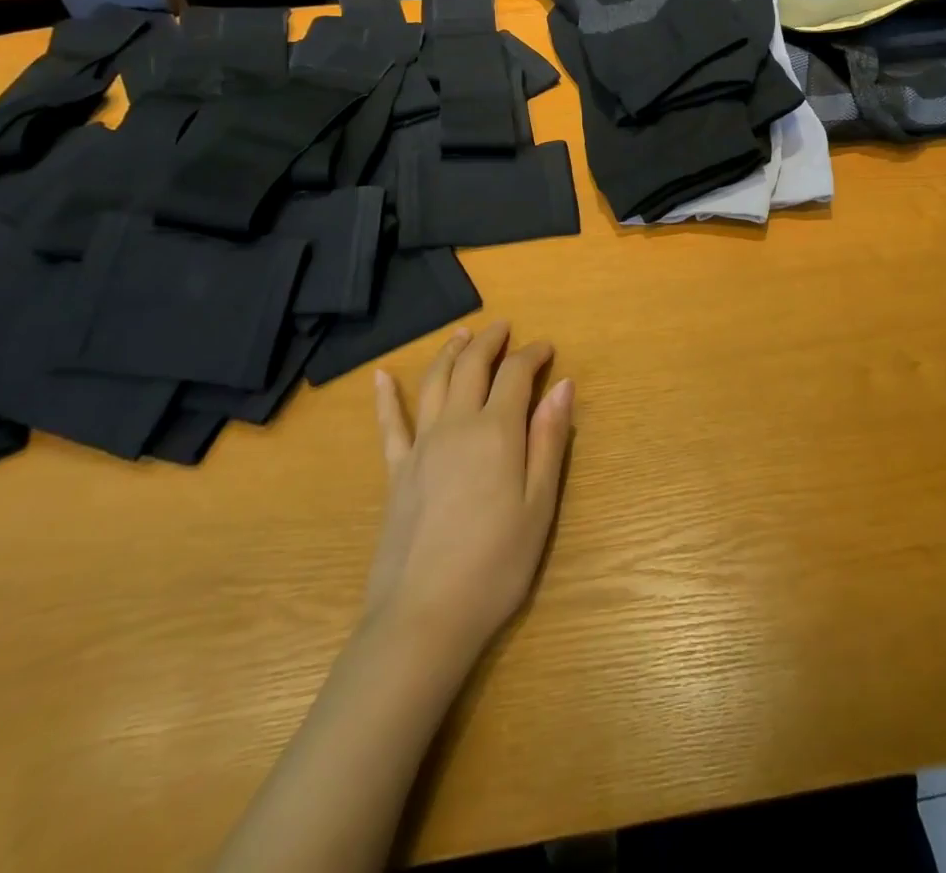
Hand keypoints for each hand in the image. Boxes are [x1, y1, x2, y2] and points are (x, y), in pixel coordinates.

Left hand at [362, 323, 574, 666]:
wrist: (424, 617)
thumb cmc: (496, 564)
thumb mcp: (539, 505)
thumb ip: (549, 440)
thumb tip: (563, 385)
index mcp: (496, 431)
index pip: (515, 375)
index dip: (532, 355)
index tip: (547, 348)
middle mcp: (456, 425)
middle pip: (471, 367)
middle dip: (490, 341)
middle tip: (503, 327)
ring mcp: (420, 446)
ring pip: (434, 382)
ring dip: (450, 353)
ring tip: (462, 335)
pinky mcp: (396, 472)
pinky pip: (389, 424)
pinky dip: (386, 397)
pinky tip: (381, 376)